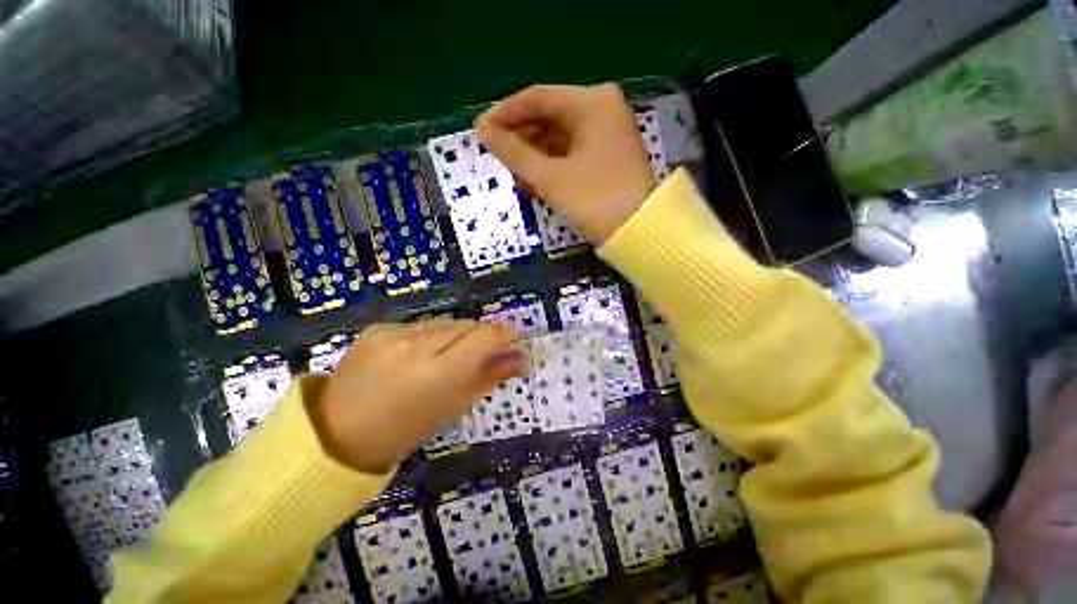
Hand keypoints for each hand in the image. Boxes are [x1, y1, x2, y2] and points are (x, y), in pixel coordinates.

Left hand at [308, 320, 523, 473]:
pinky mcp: (377, 328)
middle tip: (487, 350)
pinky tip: (420, 354)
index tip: (518, 335)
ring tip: (450, 355)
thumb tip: (519, 360)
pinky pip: (419, 326)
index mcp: (437, 373)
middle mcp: (416, 346)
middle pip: (466, 325)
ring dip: (456, 335)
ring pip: (444, 323)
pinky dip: (430, 336)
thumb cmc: (405, 430)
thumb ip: (489, 377)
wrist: (338, 433)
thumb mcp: (454, 406)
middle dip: (482, 335)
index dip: (506, 333)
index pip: (485, 338)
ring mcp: (392, 333)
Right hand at [475, 83, 655, 243]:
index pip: (538, 98)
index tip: (479, 131)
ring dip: (533, 156)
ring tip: (512, 175)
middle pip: (548, 117)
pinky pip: (569, 154)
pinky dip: (550, 167)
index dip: (505, 113)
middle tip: (494, 156)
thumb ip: (515, 153)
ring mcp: (605, 135)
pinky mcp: (605, 157)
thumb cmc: (595, 200)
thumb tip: (483, 132)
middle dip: (520, 138)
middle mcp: (601, 111)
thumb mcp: (551, 178)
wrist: (637, 233)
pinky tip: (533, 181)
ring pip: (557, 138)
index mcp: (592, 103)